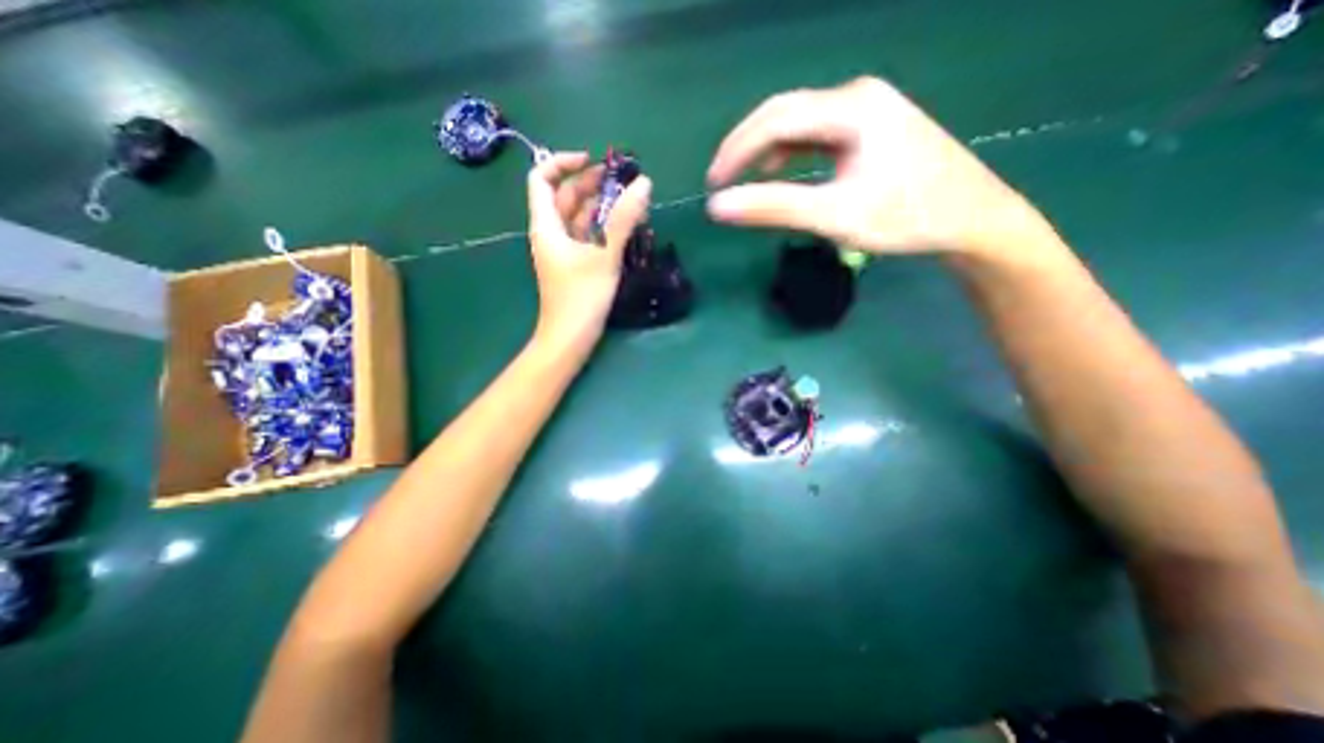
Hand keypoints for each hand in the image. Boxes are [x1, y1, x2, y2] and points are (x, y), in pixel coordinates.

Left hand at [527, 151, 653, 350]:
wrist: (569, 339)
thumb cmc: (581, 298)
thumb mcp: (604, 256)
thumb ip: (623, 220)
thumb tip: (644, 183)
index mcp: (547, 226)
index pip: (542, 179)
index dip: (563, 163)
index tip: (593, 161)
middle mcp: (551, 234)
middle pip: (565, 197)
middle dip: (590, 183)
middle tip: (622, 178)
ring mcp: (563, 251)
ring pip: (578, 218)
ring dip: (600, 205)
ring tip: (629, 198)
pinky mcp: (575, 265)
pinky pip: (587, 236)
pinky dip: (603, 226)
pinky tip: (624, 225)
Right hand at [708, 74, 1063, 260]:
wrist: (971, 219)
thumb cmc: (904, 217)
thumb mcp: (833, 215)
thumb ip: (773, 209)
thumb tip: (718, 207)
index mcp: (851, 108)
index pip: (775, 119)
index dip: (736, 150)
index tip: (712, 184)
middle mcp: (857, 97)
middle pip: (784, 113)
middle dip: (745, 147)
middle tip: (721, 181)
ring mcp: (866, 111)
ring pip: (798, 124)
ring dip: (765, 151)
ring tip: (744, 181)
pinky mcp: (869, 129)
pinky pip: (815, 135)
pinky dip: (789, 154)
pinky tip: (781, 172)